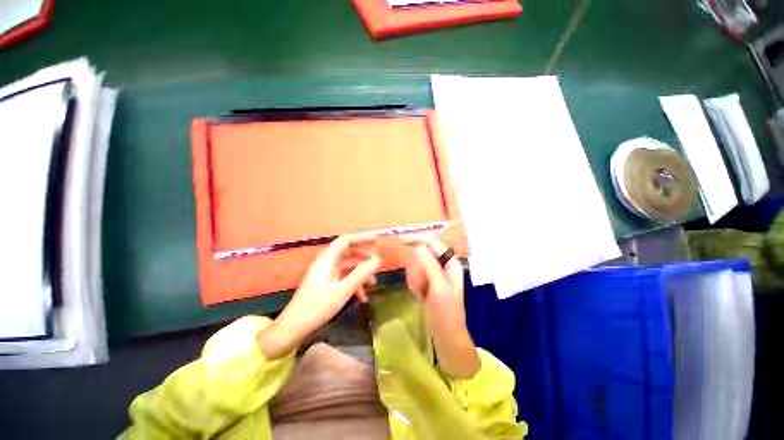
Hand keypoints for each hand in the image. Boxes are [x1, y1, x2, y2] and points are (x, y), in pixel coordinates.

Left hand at [257, 233, 379, 358]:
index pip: (346, 240)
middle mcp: (326, 262)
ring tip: (373, 282)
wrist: (294, 327)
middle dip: (364, 255)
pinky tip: (362, 297)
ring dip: (361, 271)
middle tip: (378, 260)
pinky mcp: (326, 282)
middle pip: (348, 251)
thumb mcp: (343, 291)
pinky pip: (343, 276)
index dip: (361, 238)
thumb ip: (360, 274)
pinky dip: (354, 282)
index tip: (376, 240)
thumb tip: (377, 260)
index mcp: (327, 260)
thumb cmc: (318, 307)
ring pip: (347, 265)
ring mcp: (326, 273)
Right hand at [407, 236, 479, 378]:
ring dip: (416, 278)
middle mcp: (443, 265)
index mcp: (450, 263)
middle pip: (424, 254)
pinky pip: (416, 276)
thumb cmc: (446, 312)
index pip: (432, 243)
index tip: (401, 240)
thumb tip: (419, 246)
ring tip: (420, 292)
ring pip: (418, 265)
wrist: (447, 335)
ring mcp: (435, 275)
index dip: (418, 239)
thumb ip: (430, 265)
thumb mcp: (439, 287)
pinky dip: (415, 285)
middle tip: (418, 283)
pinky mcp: (428, 283)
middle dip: (417, 267)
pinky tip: (419, 296)